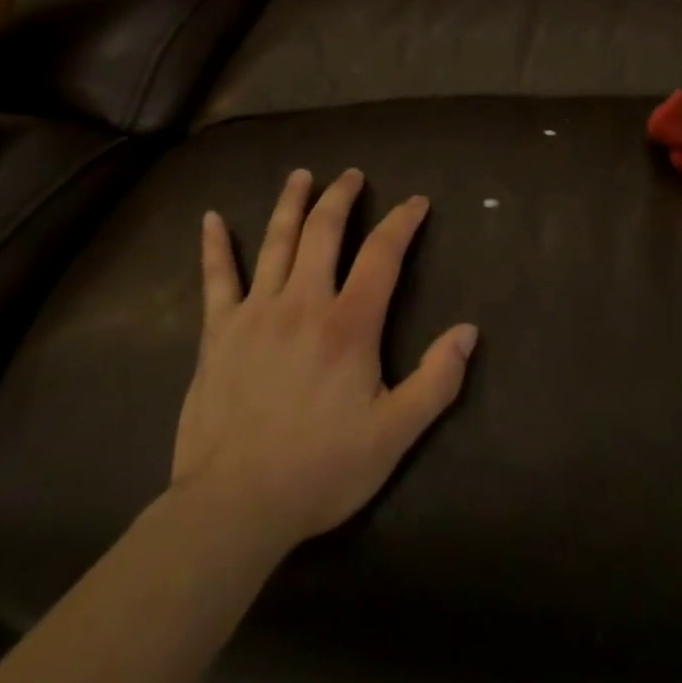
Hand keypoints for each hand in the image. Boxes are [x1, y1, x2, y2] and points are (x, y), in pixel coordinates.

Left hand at [171, 168, 477, 550]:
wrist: (234, 507)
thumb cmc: (320, 470)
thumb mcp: (394, 434)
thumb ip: (436, 380)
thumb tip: (469, 331)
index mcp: (349, 324)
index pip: (382, 254)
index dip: (402, 222)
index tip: (416, 202)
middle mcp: (304, 302)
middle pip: (324, 232)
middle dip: (342, 197)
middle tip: (352, 175)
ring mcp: (256, 313)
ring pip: (276, 242)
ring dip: (290, 203)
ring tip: (302, 175)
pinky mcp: (219, 333)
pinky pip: (216, 279)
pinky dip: (215, 246)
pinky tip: (212, 218)